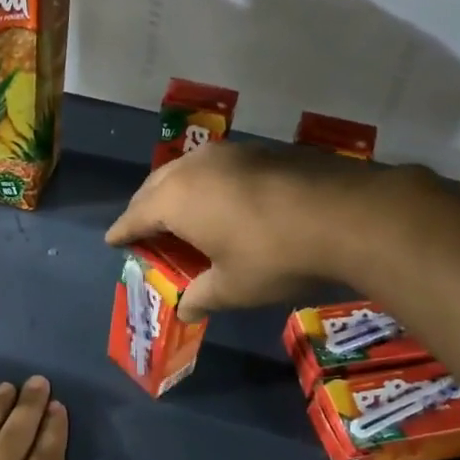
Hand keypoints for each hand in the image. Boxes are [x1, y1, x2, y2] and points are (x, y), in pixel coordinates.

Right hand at [106, 140, 408, 320]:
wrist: (347, 215)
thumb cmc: (274, 257)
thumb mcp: (232, 287)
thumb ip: (201, 296)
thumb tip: (185, 309)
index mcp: (176, 200)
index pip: (135, 217)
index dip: (121, 232)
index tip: (112, 241)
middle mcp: (195, 168)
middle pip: (155, 186)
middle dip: (144, 208)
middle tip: (143, 229)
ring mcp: (230, 153)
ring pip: (187, 171)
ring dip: (175, 191)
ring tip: (179, 213)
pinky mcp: (262, 150)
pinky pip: (217, 167)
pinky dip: (206, 185)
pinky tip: (222, 200)